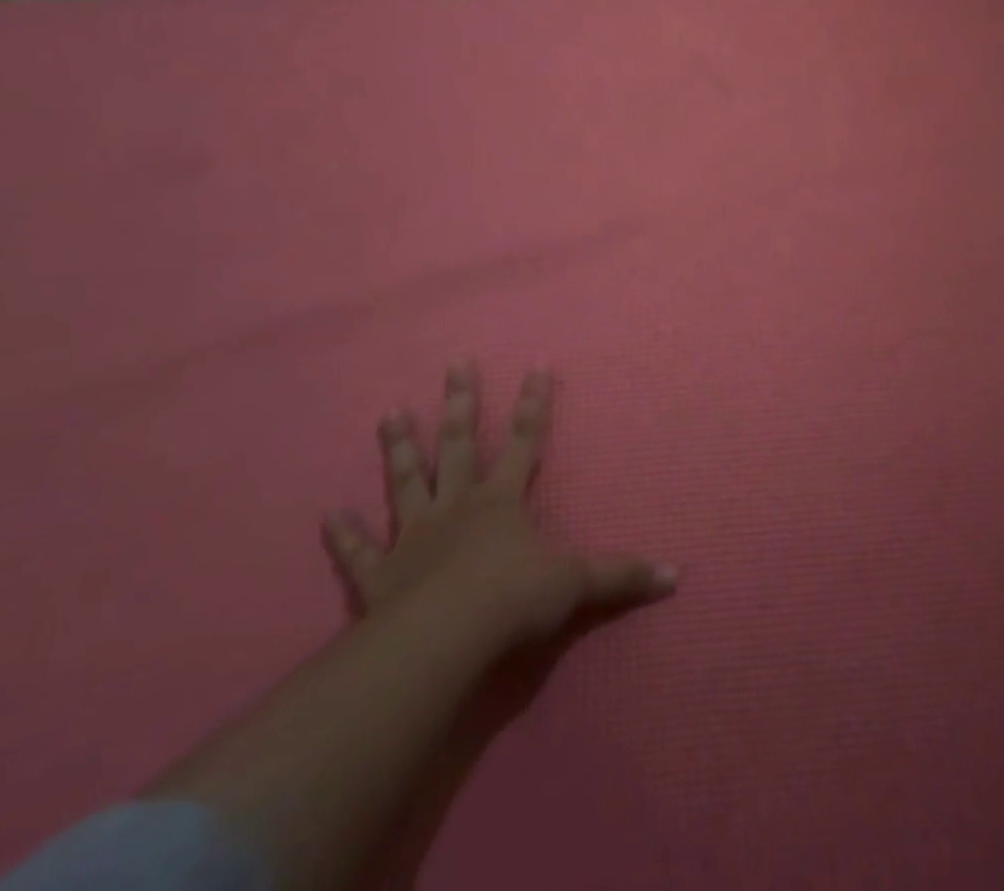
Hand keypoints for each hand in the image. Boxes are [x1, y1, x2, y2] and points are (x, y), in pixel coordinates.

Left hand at [322, 365, 675, 656]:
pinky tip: (328, 515)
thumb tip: (676, 576)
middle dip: (461, 402)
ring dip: (399, 448)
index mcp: (502, 500)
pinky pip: (359, 551)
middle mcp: (458, 506)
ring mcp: (415, 535)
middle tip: (455, 363)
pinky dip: (344, 535)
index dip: (533, 403)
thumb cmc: (514, 600)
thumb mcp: (576, 585)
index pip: (524, 440)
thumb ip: (621, 577)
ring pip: (407, 480)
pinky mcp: (380, 574)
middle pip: (459, 443)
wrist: (445, 639)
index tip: (536, 365)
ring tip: (390, 413)